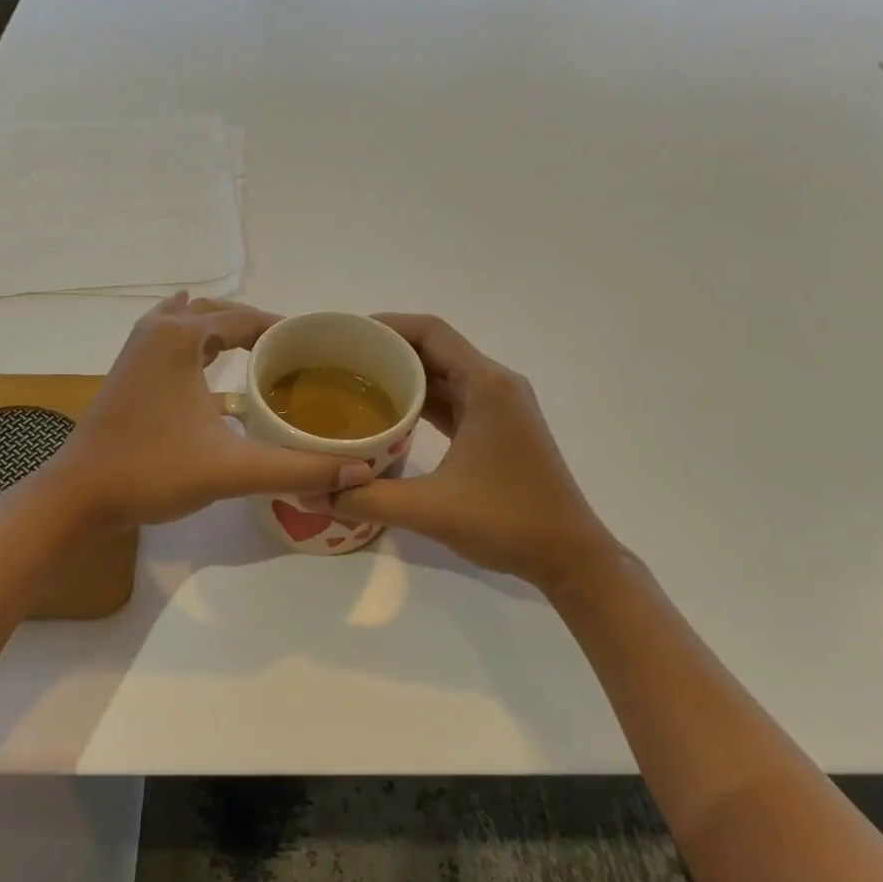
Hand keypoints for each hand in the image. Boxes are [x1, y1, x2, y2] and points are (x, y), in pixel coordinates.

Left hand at [45, 295, 374, 528]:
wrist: (78, 496)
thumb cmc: (153, 471)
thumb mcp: (232, 469)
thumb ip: (298, 468)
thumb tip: (359, 471)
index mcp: (182, 337)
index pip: (248, 319)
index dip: (285, 331)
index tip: (317, 349)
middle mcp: (158, 330)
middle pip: (220, 313)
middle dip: (257, 327)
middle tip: (294, 355)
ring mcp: (137, 348)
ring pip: (190, 320)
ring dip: (225, 328)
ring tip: (261, 350)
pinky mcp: (127, 370)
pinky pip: (170, 335)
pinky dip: (194, 335)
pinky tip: (202, 346)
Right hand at [329, 315, 616, 593]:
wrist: (570, 556)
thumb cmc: (507, 521)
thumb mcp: (430, 509)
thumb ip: (367, 497)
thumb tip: (313, 492)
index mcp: (486, 385)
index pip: (430, 332)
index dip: (387, 325)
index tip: (346, 334)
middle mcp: (496, 385)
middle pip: (435, 349)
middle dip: (389, 349)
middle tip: (340, 361)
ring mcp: (500, 408)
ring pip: (444, 375)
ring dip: (405, 375)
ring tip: (355, 383)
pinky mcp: (499, 429)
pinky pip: (453, 400)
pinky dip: (422, 401)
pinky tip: (389, 415)